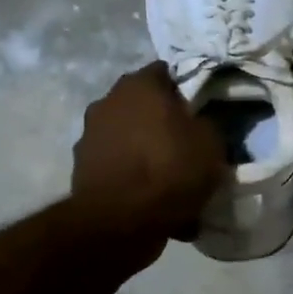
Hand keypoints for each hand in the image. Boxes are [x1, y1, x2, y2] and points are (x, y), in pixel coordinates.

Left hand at [71, 64, 224, 244]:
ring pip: (129, 136)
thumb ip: (208, 124)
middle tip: (186, 144)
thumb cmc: (170, 170)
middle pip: (144, 105)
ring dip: (145, 149)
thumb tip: (201, 121)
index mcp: (140, 85)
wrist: (120, 221)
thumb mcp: (211, 144)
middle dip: (163, 121)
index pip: (167, 72)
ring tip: (169, 178)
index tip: (202, 111)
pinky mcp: (81, 167)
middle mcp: (108, 100)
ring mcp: (89, 134)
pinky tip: (150, 198)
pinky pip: (118, 165)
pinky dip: (132, 176)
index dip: (187, 90)